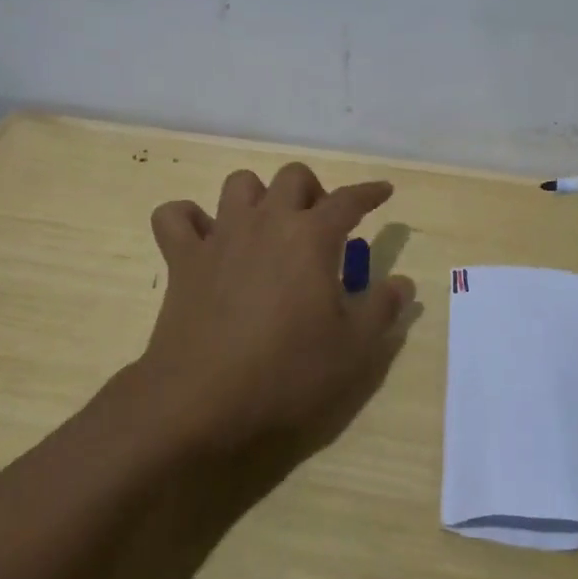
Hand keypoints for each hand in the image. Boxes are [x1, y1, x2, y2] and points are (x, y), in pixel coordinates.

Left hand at [138, 162, 414, 463]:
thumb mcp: (353, 350)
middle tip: (320, 226)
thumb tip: (402, 282)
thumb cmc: (287, 373)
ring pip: (238, 183)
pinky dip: (189, 219)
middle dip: (313, 190)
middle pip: (293, 176)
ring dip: (258, 196)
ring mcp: (220, 236)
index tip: (384, 191)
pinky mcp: (182, 259)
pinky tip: (203, 239)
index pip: (348, 200)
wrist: (201, 401)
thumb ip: (382, 309)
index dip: (370, 193)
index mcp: (311, 237)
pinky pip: (175, 216)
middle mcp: (266, 221)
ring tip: (267, 226)